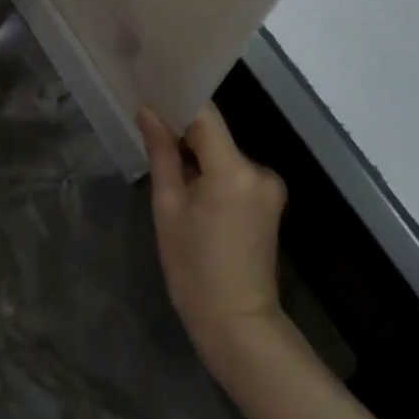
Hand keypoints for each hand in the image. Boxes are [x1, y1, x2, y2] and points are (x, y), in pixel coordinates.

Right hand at [140, 103, 286, 369]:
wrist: (238, 325)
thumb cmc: (193, 270)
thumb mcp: (168, 209)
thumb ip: (161, 154)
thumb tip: (148, 111)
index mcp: (233, 169)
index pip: (205, 114)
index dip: (178, 101)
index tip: (151, 94)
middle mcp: (258, 169)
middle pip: (215, 133)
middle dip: (184, 131)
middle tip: (148, 130)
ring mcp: (268, 184)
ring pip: (223, 151)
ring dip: (198, 153)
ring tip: (165, 163)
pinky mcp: (269, 199)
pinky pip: (234, 170)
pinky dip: (212, 170)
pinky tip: (191, 187)